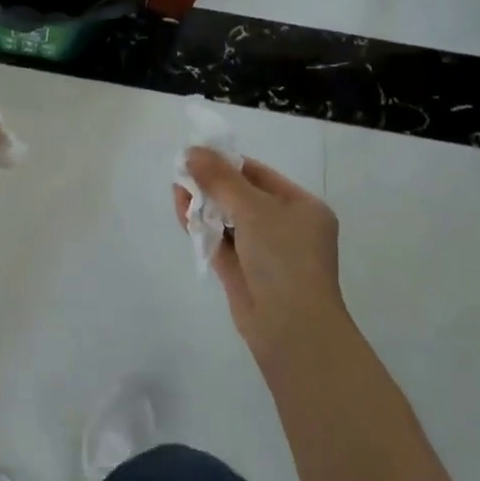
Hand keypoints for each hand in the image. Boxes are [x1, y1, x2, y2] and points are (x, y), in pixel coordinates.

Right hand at [176, 149, 345, 362]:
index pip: (260, 175)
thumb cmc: (283, 257)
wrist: (291, 328)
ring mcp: (265, 253)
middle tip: (182, 171)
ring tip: (177, 189)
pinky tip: (182, 212)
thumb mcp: (253, 208)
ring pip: (229, 220)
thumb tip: (192, 152)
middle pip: (242, 197)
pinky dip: (202, 228)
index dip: (228, 163)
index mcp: (302, 207)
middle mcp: (286, 228)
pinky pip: (220, 242)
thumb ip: (220, 179)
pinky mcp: (244, 274)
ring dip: (204, 205)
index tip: (197, 154)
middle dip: (212, 184)